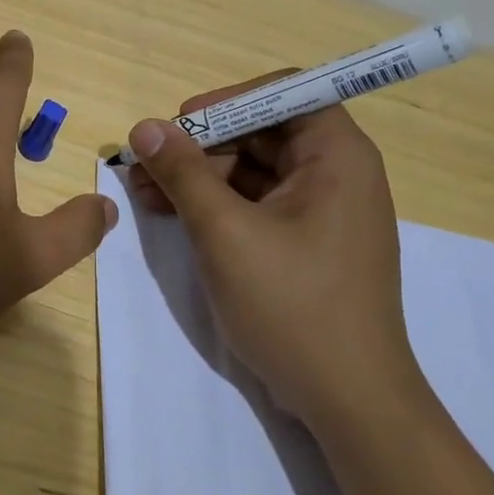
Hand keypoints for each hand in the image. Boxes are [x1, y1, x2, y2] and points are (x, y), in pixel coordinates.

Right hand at [126, 77, 420, 430]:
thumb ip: (182, 173)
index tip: (178, 127)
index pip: (282, 93)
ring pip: (253, 170)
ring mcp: (322, 211)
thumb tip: (145, 127)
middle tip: (145, 167)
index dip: (225, 102)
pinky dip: (216, 206)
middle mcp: (336, 173)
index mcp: (337, 156)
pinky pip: (257, 204)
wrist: (348, 401)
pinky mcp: (307, 242)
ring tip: (145, 194)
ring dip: (199, 177)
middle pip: (261, 132)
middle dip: (199, 146)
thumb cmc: (293, 306)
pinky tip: (173, 216)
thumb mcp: (225, 233)